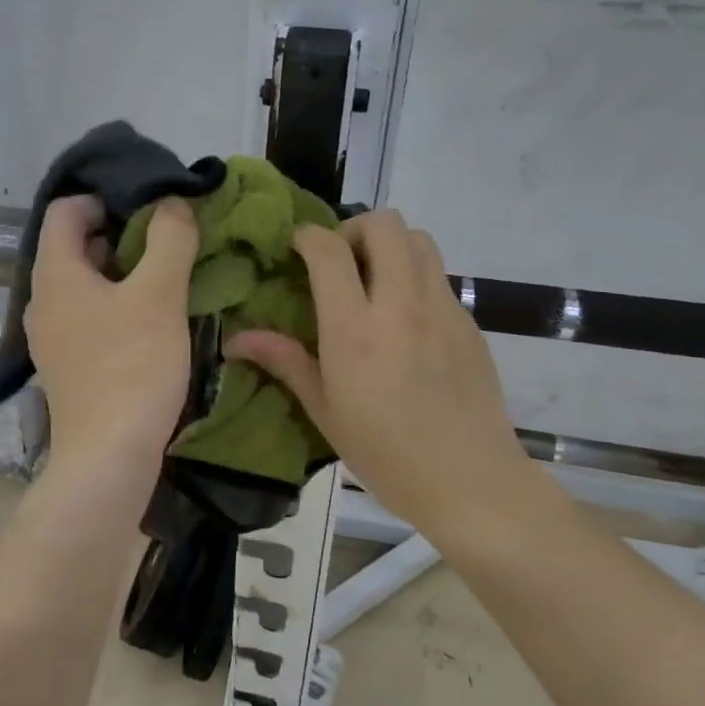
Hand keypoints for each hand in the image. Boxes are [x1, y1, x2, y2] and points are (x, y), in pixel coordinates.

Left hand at [26, 194, 199, 473]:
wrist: (108, 457)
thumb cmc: (132, 367)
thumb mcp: (159, 295)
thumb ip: (169, 239)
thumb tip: (171, 204)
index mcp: (55, 273)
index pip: (65, 210)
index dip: (104, 198)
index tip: (147, 207)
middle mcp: (42, 300)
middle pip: (73, 245)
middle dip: (118, 233)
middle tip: (164, 239)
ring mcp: (50, 336)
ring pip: (82, 283)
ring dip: (120, 271)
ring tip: (164, 276)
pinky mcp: (66, 365)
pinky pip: (86, 316)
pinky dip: (114, 305)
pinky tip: (149, 319)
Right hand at [225, 211, 549, 541]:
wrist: (469, 480)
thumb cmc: (385, 453)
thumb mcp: (324, 410)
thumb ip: (285, 361)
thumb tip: (235, 339)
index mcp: (355, 329)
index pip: (329, 249)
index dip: (307, 236)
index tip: (296, 248)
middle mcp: (401, 305)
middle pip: (384, 224)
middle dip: (354, 229)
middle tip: (340, 262)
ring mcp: (442, 308)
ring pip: (419, 238)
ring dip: (390, 245)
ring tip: (374, 280)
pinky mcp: (468, 321)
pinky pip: (438, 275)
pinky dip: (414, 276)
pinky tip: (405, 319)